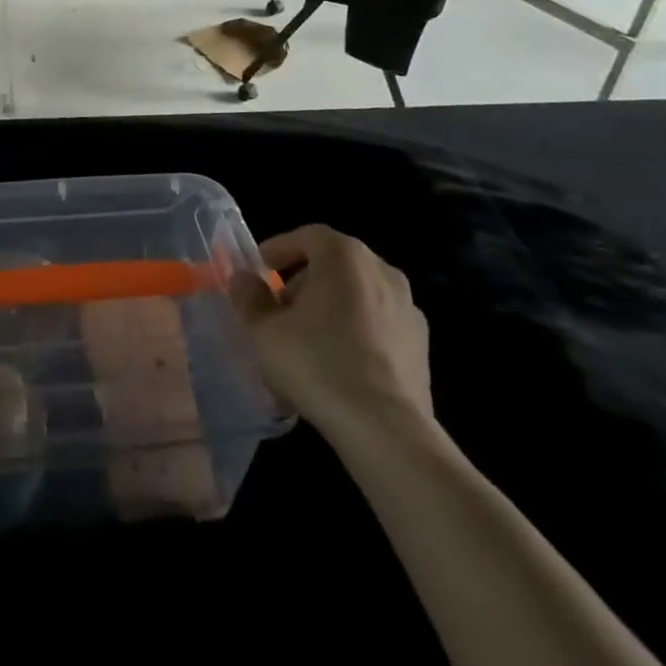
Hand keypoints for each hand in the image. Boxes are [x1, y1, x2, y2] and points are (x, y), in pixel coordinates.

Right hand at [229, 225, 432, 448]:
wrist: (386, 430)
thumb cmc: (317, 363)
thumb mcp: (264, 330)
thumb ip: (249, 297)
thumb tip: (243, 279)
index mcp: (345, 256)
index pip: (307, 236)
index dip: (278, 249)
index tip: (258, 271)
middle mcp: (382, 271)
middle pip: (334, 264)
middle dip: (302, 282)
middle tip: (278, 310)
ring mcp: (408, 309)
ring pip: (357, 296)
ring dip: (330, 308)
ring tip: (306, 342)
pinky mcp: (422, 347)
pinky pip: (378, 326)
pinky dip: (356, 333)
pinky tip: (338, 366)